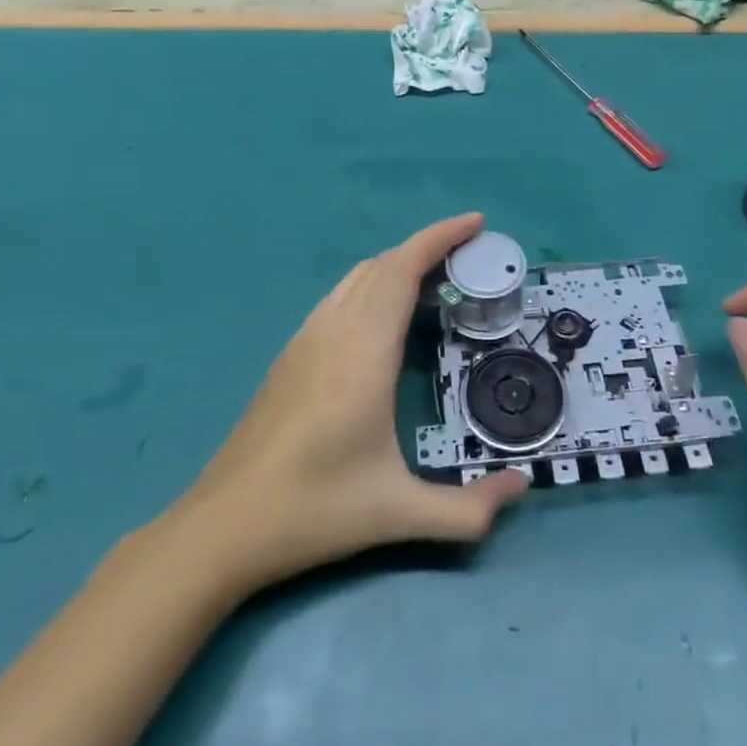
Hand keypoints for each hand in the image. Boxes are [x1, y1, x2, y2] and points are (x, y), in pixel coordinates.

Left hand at [179, 212, 527, 593]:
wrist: (225, 523)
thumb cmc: (315, 509)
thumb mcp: (398, 513)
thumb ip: (468, 510)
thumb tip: (522, 490)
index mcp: (364, 350)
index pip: (403, 269)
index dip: (440, 237)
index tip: (476, 222)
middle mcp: (335, 330)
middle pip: (383, 264)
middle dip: (428, 247)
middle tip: (469, 255)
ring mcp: (307, 337)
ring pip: (357, 277)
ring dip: (398, 264)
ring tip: (435, 279)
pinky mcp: (291, 353)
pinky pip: (340, 296)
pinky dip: (372, 284)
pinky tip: (384, 316)